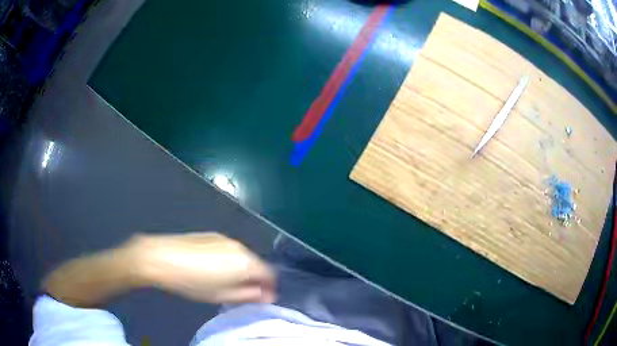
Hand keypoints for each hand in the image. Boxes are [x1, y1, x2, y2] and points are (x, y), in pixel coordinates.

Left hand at [128, 232, 275, 303]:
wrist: (162, 257)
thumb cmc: (194, 282)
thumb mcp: (223, 296)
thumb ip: (249, 296)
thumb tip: (267, 295)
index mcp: (246, 263)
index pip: (270, 274)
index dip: (269, 287)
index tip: (262, 298)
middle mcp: (240, 247)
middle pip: (256, 264)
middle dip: (254, 278)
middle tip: (241, 292)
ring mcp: (225, 239)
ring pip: (242, 256)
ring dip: (240, 269)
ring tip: (223, 281)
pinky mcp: (212, 235)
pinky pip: (228, 250)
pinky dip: (227, 260)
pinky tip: (210, 267)